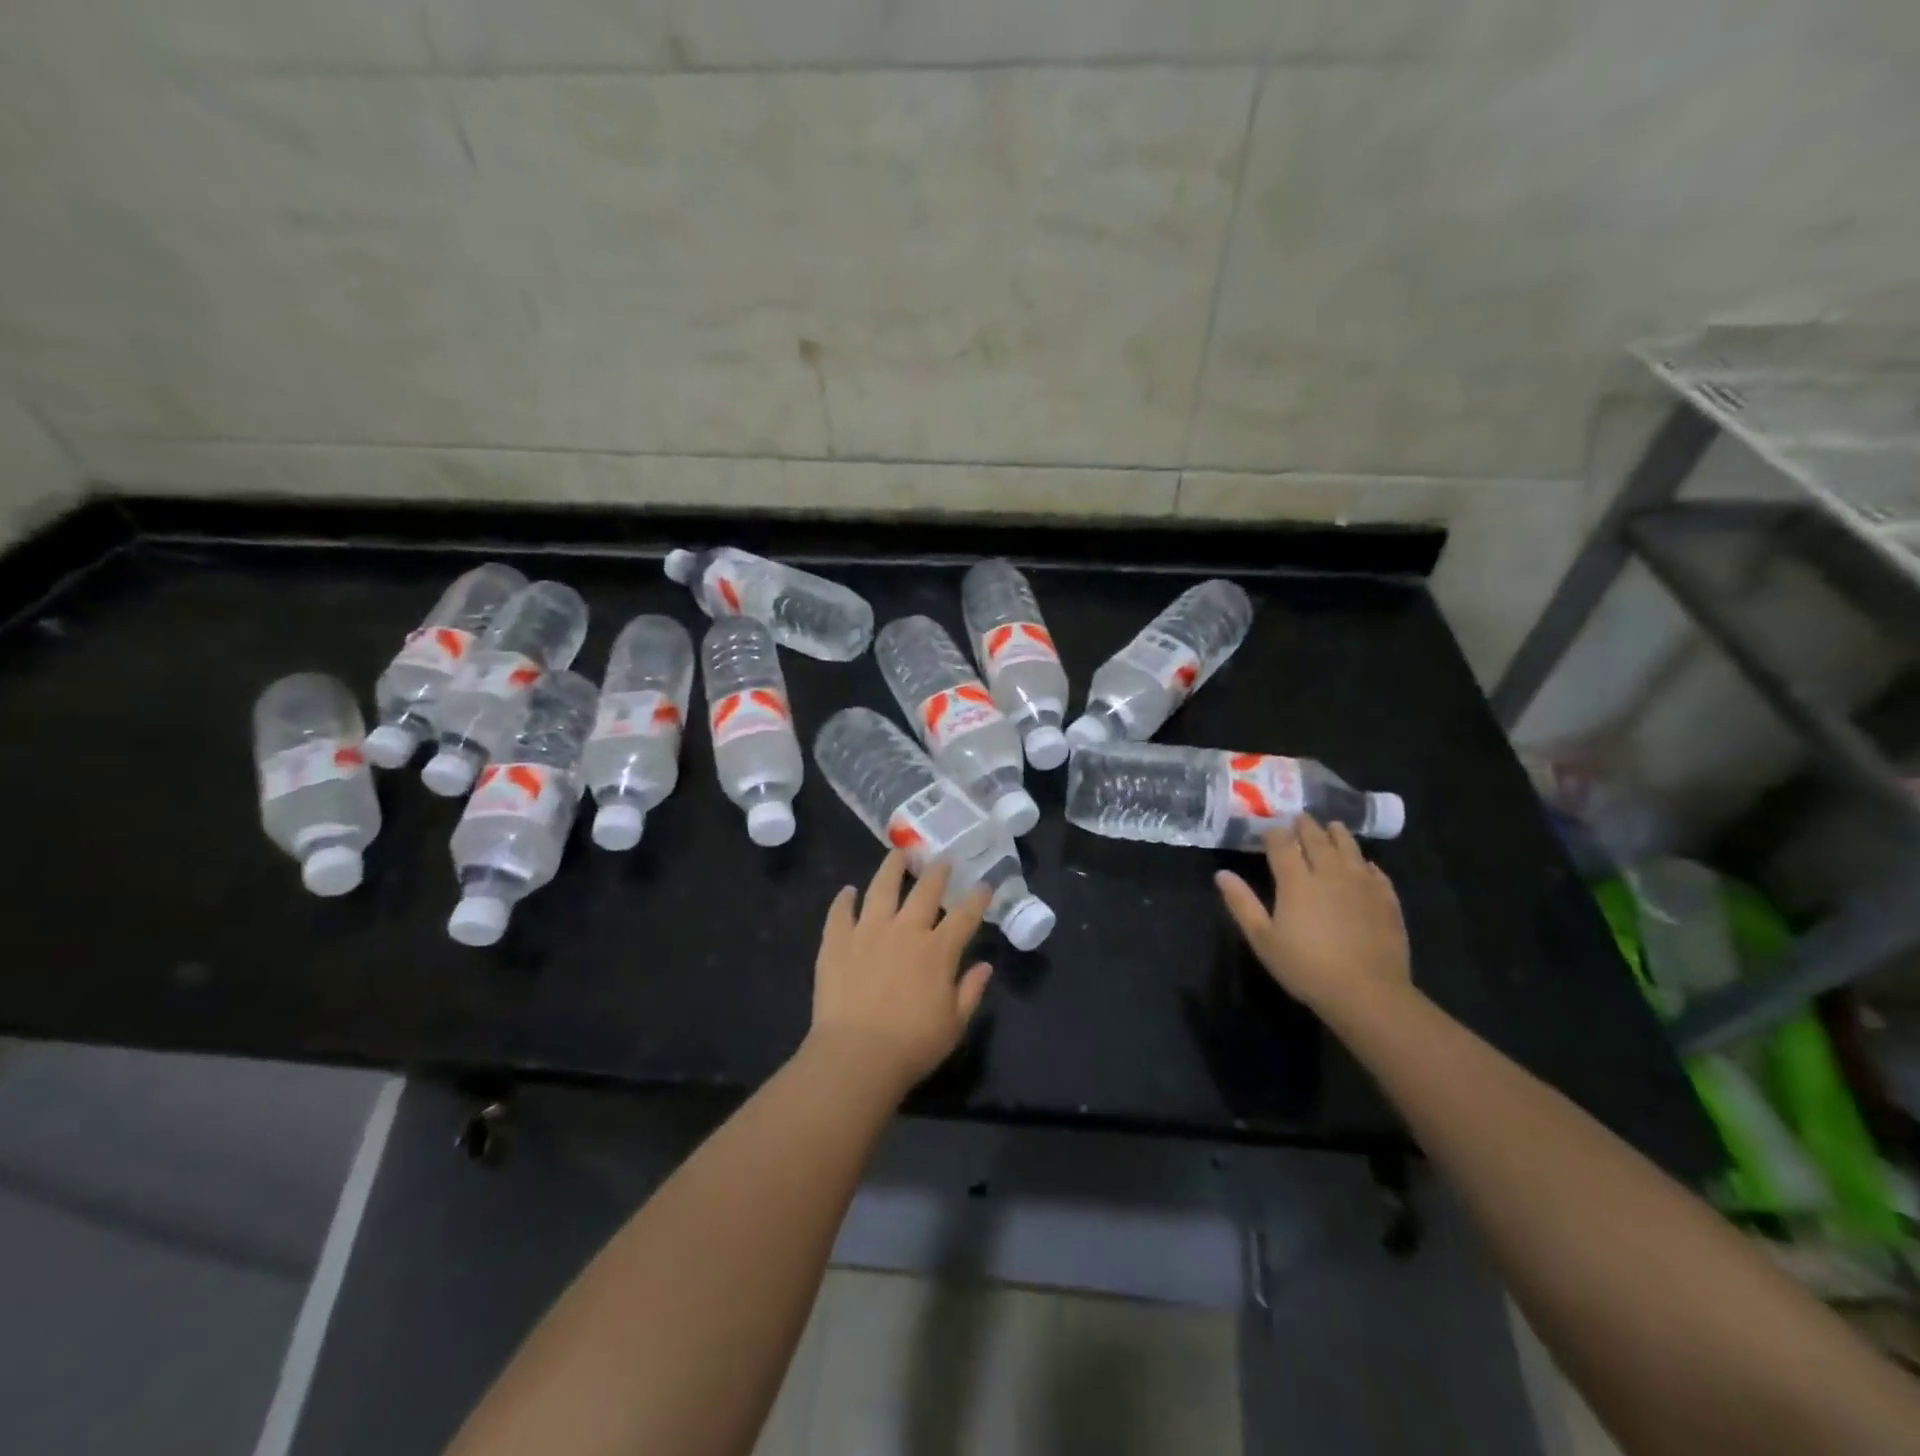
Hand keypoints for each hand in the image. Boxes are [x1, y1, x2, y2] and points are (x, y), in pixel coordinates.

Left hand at [808, 850, 993, 1093]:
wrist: (856, 1055)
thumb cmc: (912, 1045)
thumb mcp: (954, 1024)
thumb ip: (971, 991)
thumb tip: (985, 965)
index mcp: (938, 951)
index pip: (964, 915)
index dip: (977, 898)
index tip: (984, 884)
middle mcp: (905, 930)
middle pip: (924, 891)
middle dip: (937, 872)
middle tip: (942, 859)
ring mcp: (868, 931)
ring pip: (881, 888)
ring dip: (892, 868)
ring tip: (898, 853)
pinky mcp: (837, 941)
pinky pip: (841, 912)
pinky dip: (844, 899)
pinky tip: (848, 891)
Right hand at [1215, 817, 1411, 1022]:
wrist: (1368, 993)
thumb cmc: (1306, 967)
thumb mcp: (1263, 939)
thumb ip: (1242, 903)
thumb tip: (1222, 874)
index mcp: (1296, 880)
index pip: (1282, 844)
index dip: (1274, 833)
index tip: (1268, 829)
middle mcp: (1329, 872)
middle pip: (1317, 839)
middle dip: (1306, 826)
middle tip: (1300, 818)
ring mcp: (1362, 883)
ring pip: (1349, 848)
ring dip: (1338, 834)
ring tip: (1333, 827)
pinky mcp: (1387, 899)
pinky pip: (1376, 871)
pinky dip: (1366, 862)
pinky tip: (1365, 864)